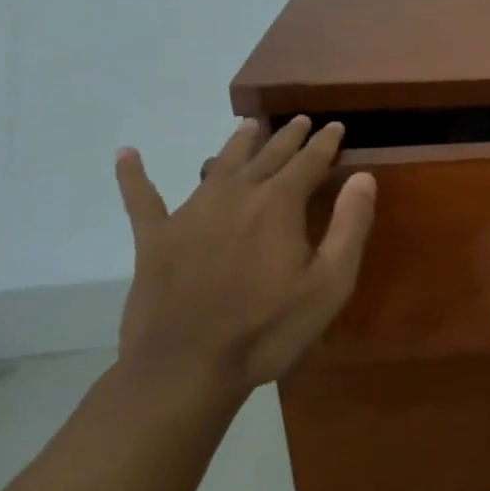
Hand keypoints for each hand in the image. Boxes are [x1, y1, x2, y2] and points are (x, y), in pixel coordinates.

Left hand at [112, 117, 375, 408]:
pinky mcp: (154, 237)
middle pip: (267, 154)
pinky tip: (126, 154)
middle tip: (301, 120)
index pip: (309, 160)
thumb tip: (364, 176)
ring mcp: (190, 212)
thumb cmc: (268, 329)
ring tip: (249, 125)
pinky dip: (133, 175)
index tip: (335, 126)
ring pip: (219, 164)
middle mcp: (236, 194)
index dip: (325, 142)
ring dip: (238, 142)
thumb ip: (350, 225)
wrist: (185, 370)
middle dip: (288, 135)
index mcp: (279, 203)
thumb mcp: (330, 283)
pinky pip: (142, 198)